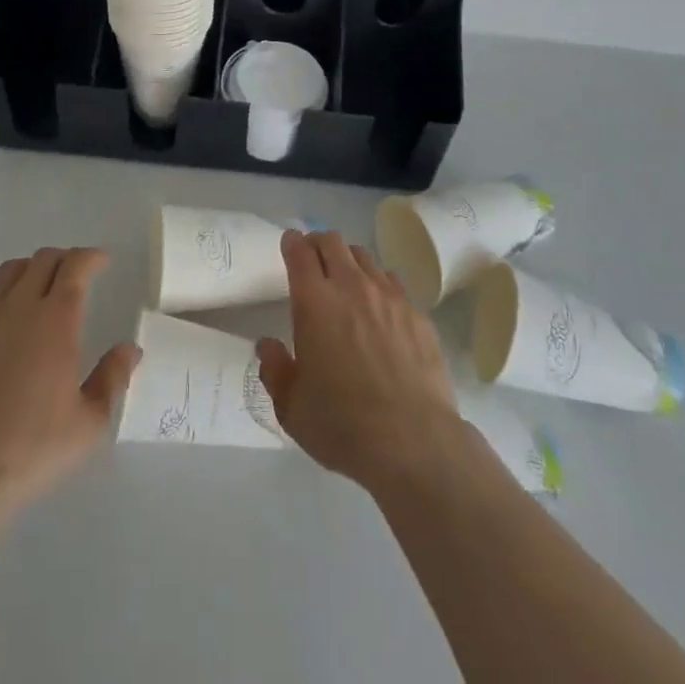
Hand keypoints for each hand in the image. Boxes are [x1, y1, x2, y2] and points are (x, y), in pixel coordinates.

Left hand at [0, 247, 140, 516]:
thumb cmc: (32, 449)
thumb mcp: (89, 423)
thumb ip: (113, 378)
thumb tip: (129, 349)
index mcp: (57, 318)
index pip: (76, 265)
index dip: (92, 257)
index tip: (102, 262)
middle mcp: (19, 305)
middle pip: (43, 260)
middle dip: (64, 260)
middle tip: (74, 276)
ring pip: (9, 271)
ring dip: (31, 270)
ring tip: (38, 289)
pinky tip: (1, 314)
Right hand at [255, 229, 457, 491]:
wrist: (413, 441)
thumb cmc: (342, 424)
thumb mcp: (292, 407)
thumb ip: (275, 369)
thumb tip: (267, 345)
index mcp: (315, 302)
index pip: (300, 252)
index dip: (292, 243)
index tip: (290, 244)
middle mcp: (351, 287)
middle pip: (333, 242)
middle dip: (318, 243)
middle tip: (313, 258)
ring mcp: (388, 296)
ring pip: (364, 257)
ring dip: (349, 261)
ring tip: (346, 280)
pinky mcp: (417, 313)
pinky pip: (392, 282)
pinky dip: (379, 284)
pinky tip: (379, 308)